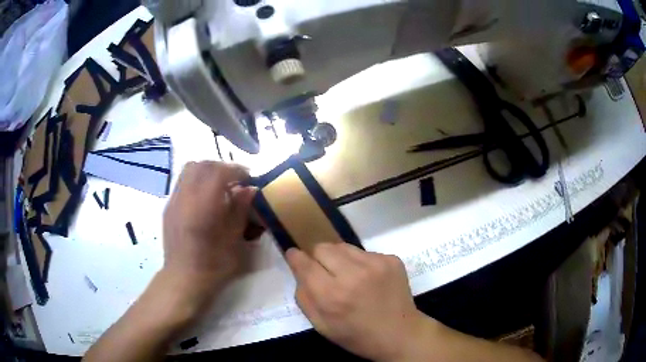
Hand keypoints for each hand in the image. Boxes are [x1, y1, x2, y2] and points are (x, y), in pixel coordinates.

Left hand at [162, 161, 255, 305]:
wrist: (184, 278)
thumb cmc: (213, 264)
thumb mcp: (234, 239)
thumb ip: (240, 210)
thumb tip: (250, 189)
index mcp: (203, 205)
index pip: (218, 171)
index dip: (236, 170)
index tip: (248, 178)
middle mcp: (185, 196)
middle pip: (202, 165)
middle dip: (221, 167)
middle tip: (235, 180)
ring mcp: (173, 200)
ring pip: (189, 169)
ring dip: (207, 171)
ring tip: (219, 186)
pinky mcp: (168, 207)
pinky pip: (183, 182)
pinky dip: (196, 180)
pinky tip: (204, 198)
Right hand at [286, 243, 433, 361]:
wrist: (400, 334)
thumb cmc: (357, 336)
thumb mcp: (322, 326)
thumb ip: (304, 297)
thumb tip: (299, 269)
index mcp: (332, 295)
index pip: (305, 263)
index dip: (295, 257)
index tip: (294, 255)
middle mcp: (354, 274)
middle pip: (322, 247)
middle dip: (318, 258)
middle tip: (325, 273)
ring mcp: (376, 263)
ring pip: (343, 246)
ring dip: (339, 258)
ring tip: (348, 276)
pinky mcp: (392, 259)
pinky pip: (365, 252)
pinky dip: (360, 262)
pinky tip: (368, 279)